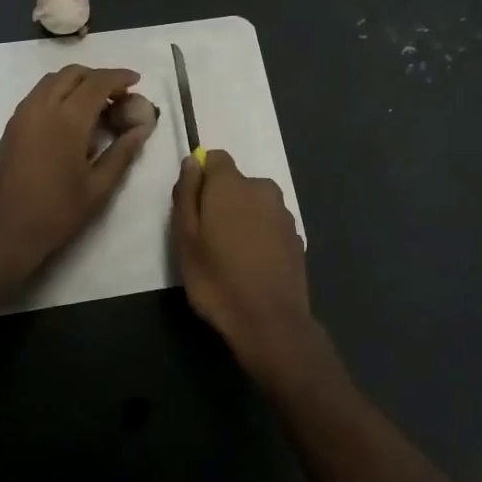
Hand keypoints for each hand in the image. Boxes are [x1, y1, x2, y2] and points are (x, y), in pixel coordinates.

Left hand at [0, 65, 154, 293]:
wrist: (1, 233)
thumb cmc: (55, 214)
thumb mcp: (98, 187)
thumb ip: (123, 152)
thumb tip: (143, 127)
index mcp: (67, 119)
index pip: (97, 82)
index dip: (119, 76)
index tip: (136, 80)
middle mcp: (42, 107)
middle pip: (72, 73)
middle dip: (98, 76)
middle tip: (118, 95)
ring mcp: (22, 115)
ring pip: (52, 81)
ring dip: (77, 83)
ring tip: (97, 105)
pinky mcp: (11, 126)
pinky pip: (38, 95)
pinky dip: (59, 93)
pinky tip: (71, 119)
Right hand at [170, 150, 318, 377]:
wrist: (270, 323)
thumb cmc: (217, 279)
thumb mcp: (185, 238)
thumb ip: (186, 194)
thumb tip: (192, 162)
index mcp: (233, 184)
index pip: (216, 158)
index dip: (202, 176)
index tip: (193, 205)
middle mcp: (263, 189)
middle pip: (236, 182)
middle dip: (221, 200)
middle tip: (207, 237)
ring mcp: (284, 214)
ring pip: (254, 204)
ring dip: (242, 218)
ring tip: (230, 255)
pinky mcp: (296, 238)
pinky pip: (269, 225)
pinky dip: (259, 236)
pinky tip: (252, 266)